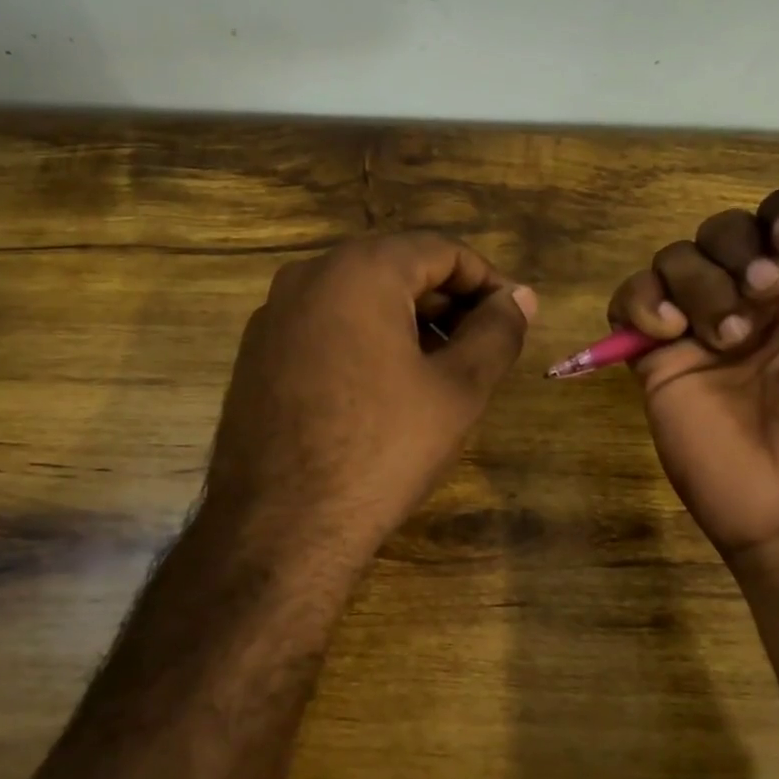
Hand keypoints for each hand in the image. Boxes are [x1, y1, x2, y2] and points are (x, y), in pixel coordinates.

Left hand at [204, 232, 535, 569]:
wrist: (281, 527)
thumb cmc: (382, 450)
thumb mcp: (458, 390)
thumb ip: (497, 332)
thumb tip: (521, 297)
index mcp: (358, 270)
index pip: (440, 251)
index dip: (487, 281)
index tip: (515, 318)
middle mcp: (307, 277)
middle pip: (395, 270)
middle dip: (447, 303)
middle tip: (483, 348)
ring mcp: (273, 316)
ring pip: (357, 300)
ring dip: (407, 324)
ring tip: (440, 372)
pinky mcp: (256, 356)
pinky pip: (325, 329)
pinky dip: (365, 342)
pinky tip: (384, 391)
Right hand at [608, 188, 778, 558]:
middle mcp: (757, 304)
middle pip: (723, 230)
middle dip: (737, 251)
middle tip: (761, 297)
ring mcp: (701, 333)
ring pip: (674, 259)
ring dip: (697, 282)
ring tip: (724, 337)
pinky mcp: (657, 361)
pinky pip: (627, 301)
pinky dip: (639, 301)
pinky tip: (668, 332)